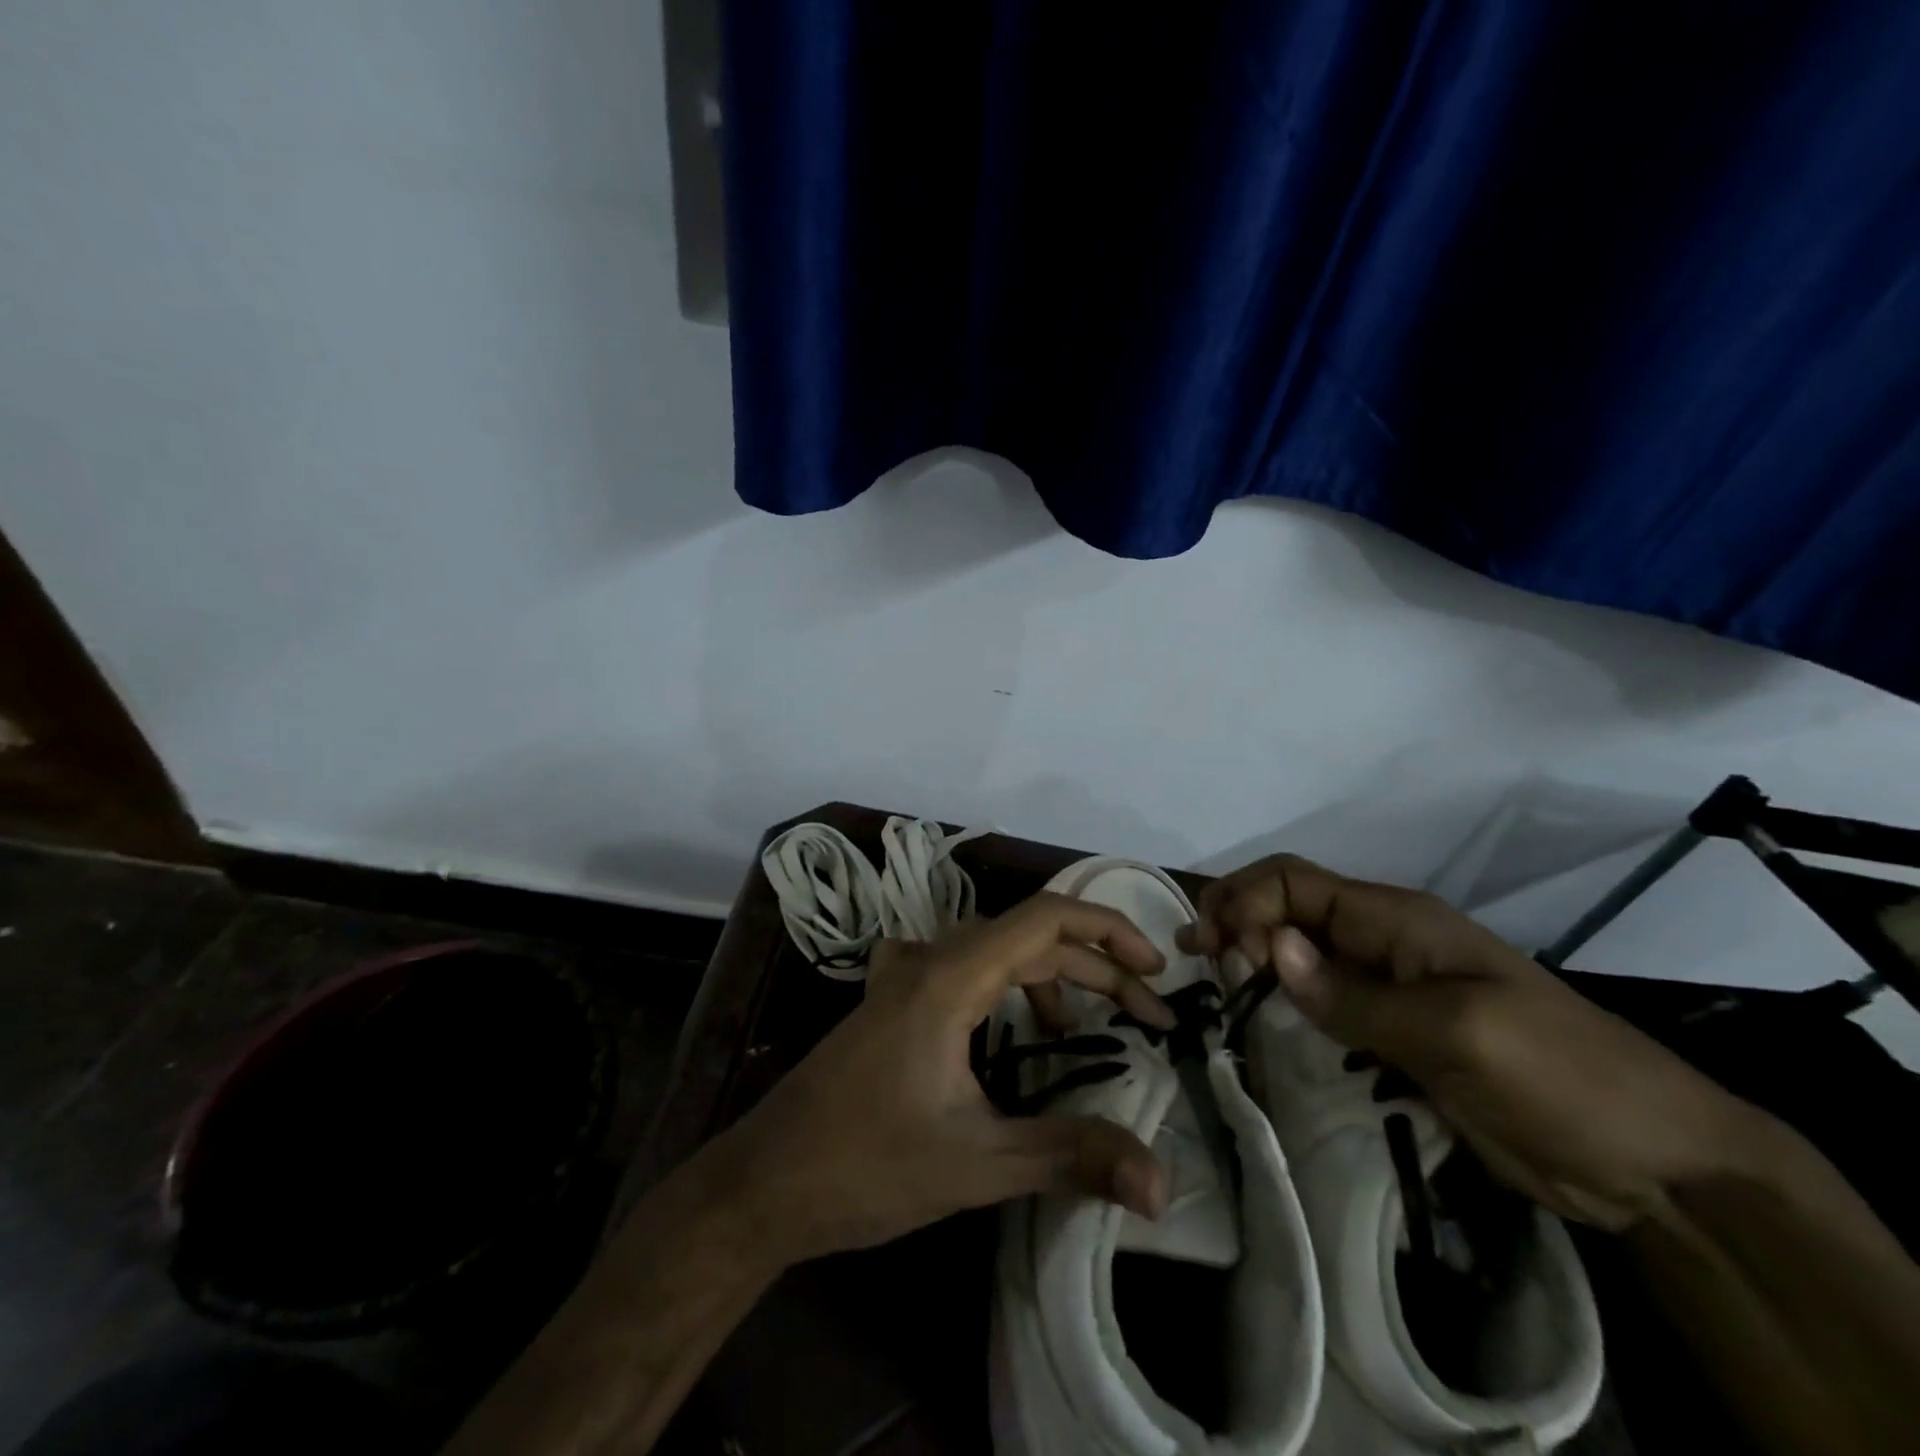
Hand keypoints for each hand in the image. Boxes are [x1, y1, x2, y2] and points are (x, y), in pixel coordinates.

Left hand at [705, 892, 1176, 1267]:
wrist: (764, 1182)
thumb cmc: (865, 1165)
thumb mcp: (976, 1163)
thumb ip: (1070, 1157)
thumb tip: (1162, 1184)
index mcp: (950, 977)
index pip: (1044, 918)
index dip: (1109, 930)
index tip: (1156, 969)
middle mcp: (929, 961)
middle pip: (1028, 936)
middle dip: (1094, 968)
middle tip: (1147, 1015)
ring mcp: (905, 977)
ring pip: (996, 952)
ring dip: (1051, 978)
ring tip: (1088, 1030)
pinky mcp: (894, 1001)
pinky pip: (967, 970)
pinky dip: (1010, 988)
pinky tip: (1019, 1031)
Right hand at [1178, 855, 1771, 1230]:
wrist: (1655, 1163)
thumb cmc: (1563, 1077)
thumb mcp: (1459, 1032)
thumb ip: (1357, 995)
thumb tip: (1271, 950)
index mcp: (1397, 920)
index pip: (1295, 882)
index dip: (1248, 903)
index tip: (1222, 952)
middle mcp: (1381, 942)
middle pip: (1287, 908)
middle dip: (1236, 919)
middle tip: (1199, 960)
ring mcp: (1385, 988)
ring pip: (1297, 953)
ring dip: (1250, 957)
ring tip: (1210, 981)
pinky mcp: (1390, 1032)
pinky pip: (1319, 1002)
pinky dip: (1279, 999)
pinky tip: (1255, 1016)